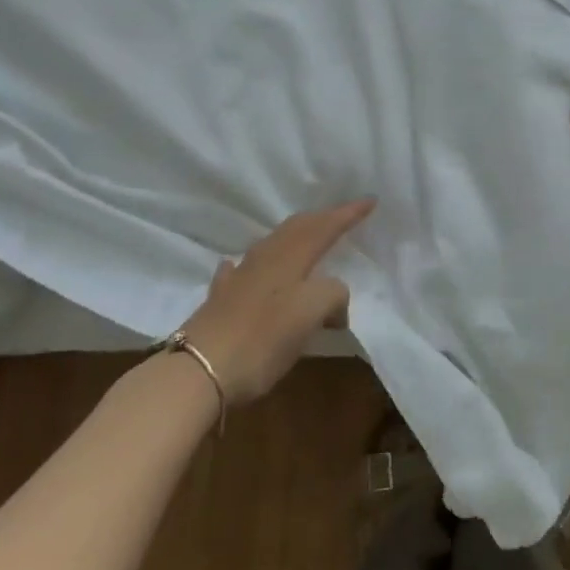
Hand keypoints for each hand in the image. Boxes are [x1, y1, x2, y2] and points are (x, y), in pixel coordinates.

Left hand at [179, 199, 375, 404]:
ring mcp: (239, 277)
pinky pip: (241, 271)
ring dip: (294, 238)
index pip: (325, 226)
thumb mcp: (311, 313)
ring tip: (306, 242)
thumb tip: (335, 302)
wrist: (199, 369)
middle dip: (322, 219)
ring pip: (272, 245)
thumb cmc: (263, 338)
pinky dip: (253, 265)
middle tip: (342, 217)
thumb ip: (333, 295)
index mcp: (291, 257)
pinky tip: (245, 268)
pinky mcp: (221, 299)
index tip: (370, 200)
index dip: (348, 213)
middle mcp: (265, 258)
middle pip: (297, 228)